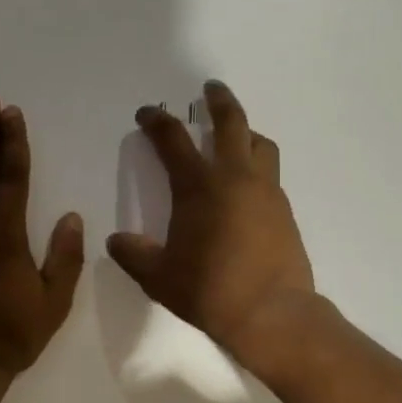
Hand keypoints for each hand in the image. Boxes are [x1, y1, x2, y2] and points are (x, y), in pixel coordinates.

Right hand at [106, 81, 316, 365]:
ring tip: (236, 135)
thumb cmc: (209, 291)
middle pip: (231, 123)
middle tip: (211, 89)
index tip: (147, 113)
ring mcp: (266, 192)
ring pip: (260, 144)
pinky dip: (257, 166)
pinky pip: (270, 174)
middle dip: (218, 101)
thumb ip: (135, 254)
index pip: (173, 140)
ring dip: (246, 131)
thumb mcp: (159, 277)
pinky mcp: (285, 211)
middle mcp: (235, 178)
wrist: (272, 313)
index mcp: (199, 187)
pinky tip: (247, 187)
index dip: (157, 121)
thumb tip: (117, 241)